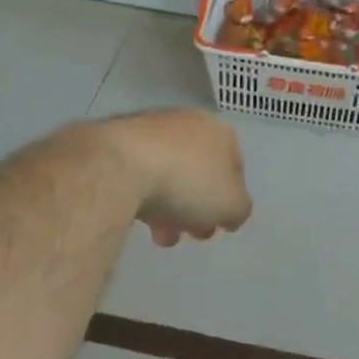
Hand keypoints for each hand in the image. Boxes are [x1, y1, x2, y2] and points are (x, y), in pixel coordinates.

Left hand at [104, 110, 252, 245]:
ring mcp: (152, 129)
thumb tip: (231, 212)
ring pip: (170, 174)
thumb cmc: (188, 182)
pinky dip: (143, 195)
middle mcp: (189, 122)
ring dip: (170, 207)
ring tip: (160, 236)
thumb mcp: (231, 206)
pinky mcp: (119, 141)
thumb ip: (239, 210)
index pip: (236, 168)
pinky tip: (137, 218)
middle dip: (198, 207)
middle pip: (201, 172)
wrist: (120, 166)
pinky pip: (141, 173)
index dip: (231, 200)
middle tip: (191, 233)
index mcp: (221, 132)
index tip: (220, 225)